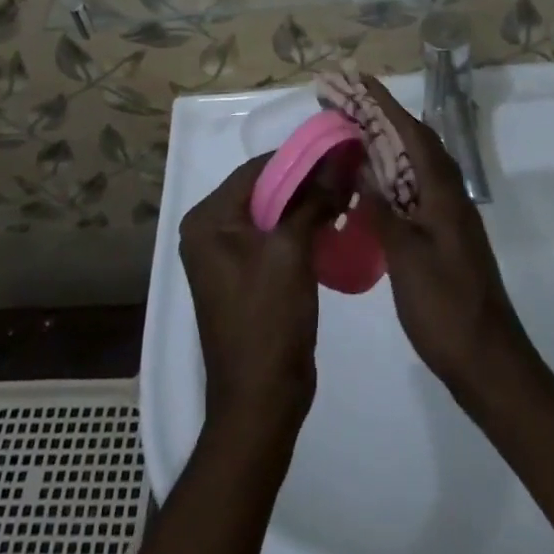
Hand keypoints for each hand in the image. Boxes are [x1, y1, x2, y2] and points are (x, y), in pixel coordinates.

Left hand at [179, 155, 333, 427]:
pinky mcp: (244, 276)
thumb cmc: (268, 320)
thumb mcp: (292, 251)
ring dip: (305, 204)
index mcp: (208, 219)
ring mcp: (225, 255)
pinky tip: (331, 223)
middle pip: (263, 189)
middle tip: (346, 171)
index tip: (337, 150)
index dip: (298, 158)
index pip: (256, 169)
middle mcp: (209, 230)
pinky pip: (273, 237)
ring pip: (271, 213)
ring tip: (345, 193)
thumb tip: (339, 161)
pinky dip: (299, 227)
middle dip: (305, 181)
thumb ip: (314, 200)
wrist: (261, 403)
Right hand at [357, 76, 534, 399]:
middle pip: (413, 140)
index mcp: (442, 190)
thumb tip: (363, 167)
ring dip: (385, 142)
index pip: (411, 131)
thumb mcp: (405, 256)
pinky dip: (390, 173)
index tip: (358, 80)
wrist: (488, 361)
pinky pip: (414, 187)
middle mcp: (448, 193)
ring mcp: (448, 214)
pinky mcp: (444, 234)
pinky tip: (369, 182)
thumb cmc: (445, 306)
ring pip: (414, 163)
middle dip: (380, 117)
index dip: (384, 104)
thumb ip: (382, 208)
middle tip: (345, 101)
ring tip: (351, 130)